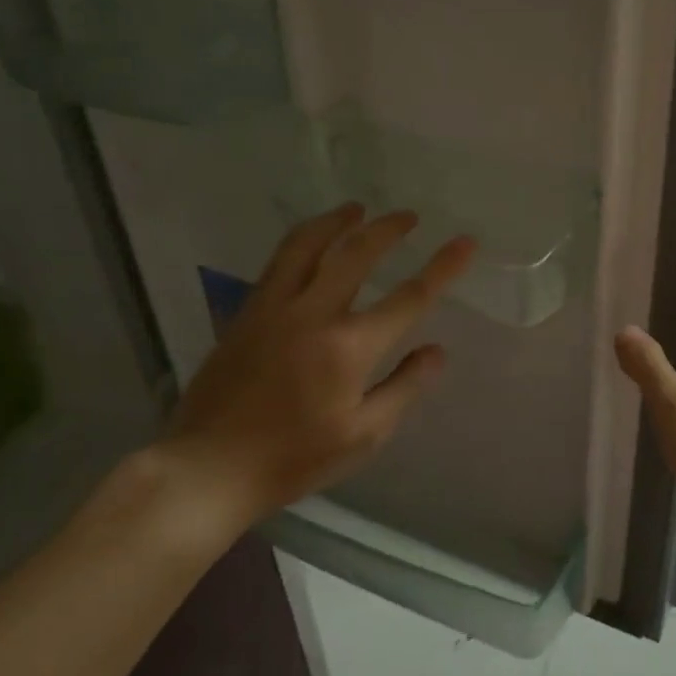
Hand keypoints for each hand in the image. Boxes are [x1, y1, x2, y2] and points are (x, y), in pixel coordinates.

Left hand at [147, 203, 474, 537]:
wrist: (209, 467)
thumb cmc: (294, 458)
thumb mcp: (364, 436)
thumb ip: (404, 387)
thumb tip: (436, 351)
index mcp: (348, 347)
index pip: (409, 298)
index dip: (443, 267)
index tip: (465, 242)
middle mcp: (313, 314)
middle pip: (356, 253)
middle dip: (388, 229)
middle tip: (408, 216)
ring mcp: (274, 308)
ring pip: (307, 245)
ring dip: (336, 221)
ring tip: (355, 209)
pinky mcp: (246, 313)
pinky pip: (278, 262)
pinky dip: (302, 241)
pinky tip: (311, 242)